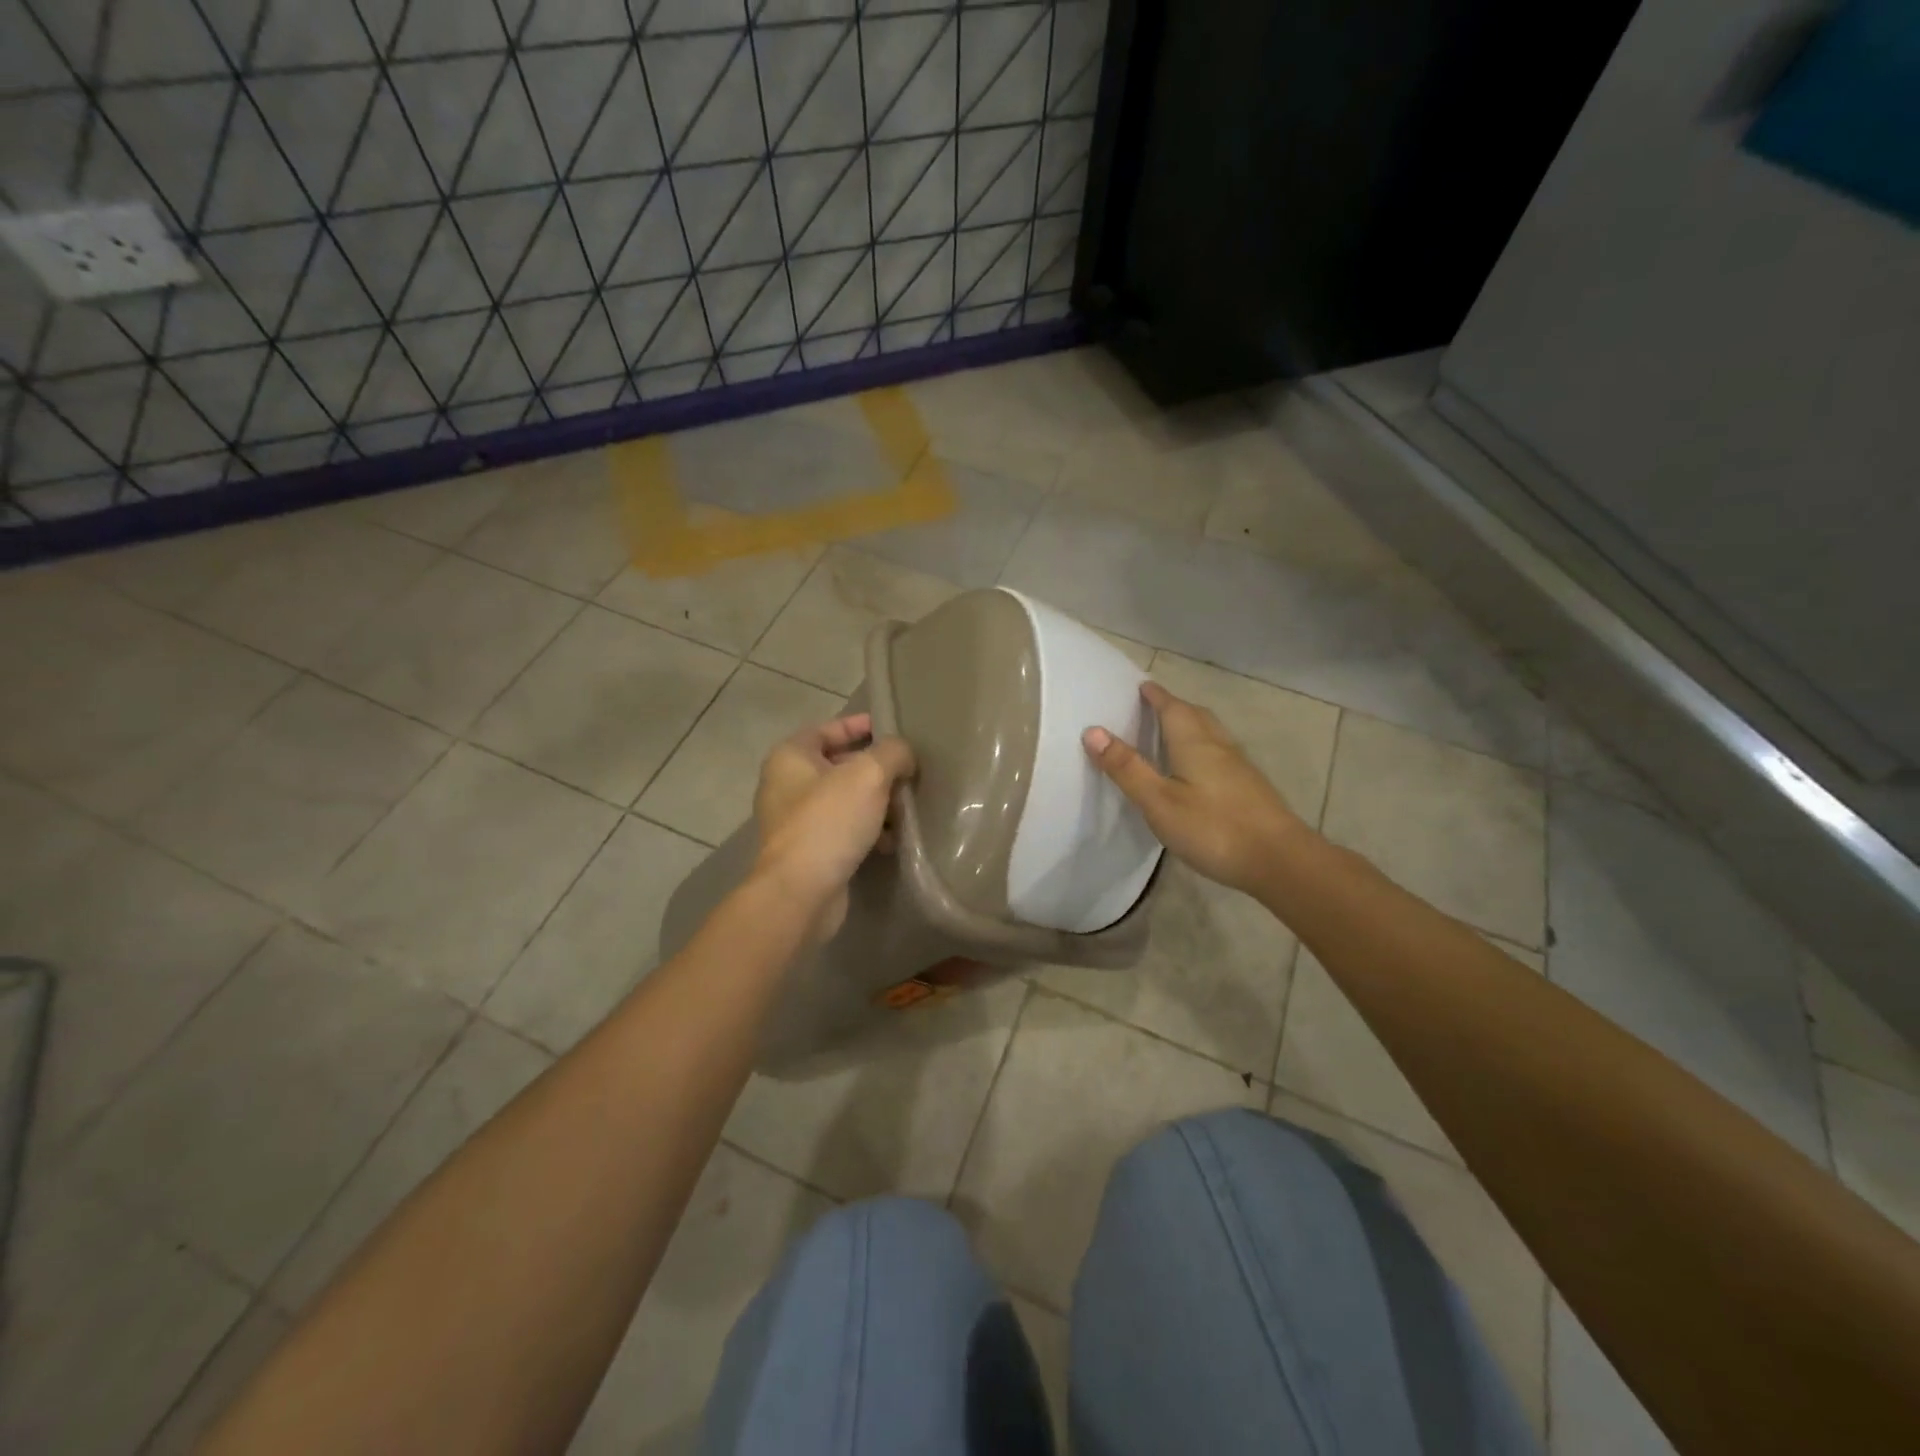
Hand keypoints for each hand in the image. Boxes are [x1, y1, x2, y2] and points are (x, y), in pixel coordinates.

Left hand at [753, 713, 915, 940]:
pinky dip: (867, 830)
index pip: (827, 728)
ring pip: (845, 800)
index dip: (859, 725)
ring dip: (876, 802)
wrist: (801, 893)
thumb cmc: (830, 822)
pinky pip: (843, 830)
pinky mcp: (809, 852)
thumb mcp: (869, 775)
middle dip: (875, 768)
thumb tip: (904, 755)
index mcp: (790, 757)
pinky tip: (891, 840)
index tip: (889, 728)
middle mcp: (786, 785)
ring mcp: (796, 821)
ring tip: (905, 809)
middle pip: (838, 765)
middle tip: (907, 772)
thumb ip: (892, 753)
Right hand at [1083, 681, 1307, 896]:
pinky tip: (1198, 770)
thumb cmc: (1213, 828)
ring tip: (1172, 733)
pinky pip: (1220, 754)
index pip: (1172, 708)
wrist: (1280, 861)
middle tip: (1153, 706)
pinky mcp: (1250, 788)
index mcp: (1194, 743)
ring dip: (1191, 725)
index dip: (1156, 696)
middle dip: (1174, 707)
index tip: (1141, 685)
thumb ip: (1127, 767)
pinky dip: (1203, 748)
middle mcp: (1219, 747)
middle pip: (1196, 715)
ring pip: (1211, 734)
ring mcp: (1239, 767)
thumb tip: (1093, 730)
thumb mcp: (1159, 801)